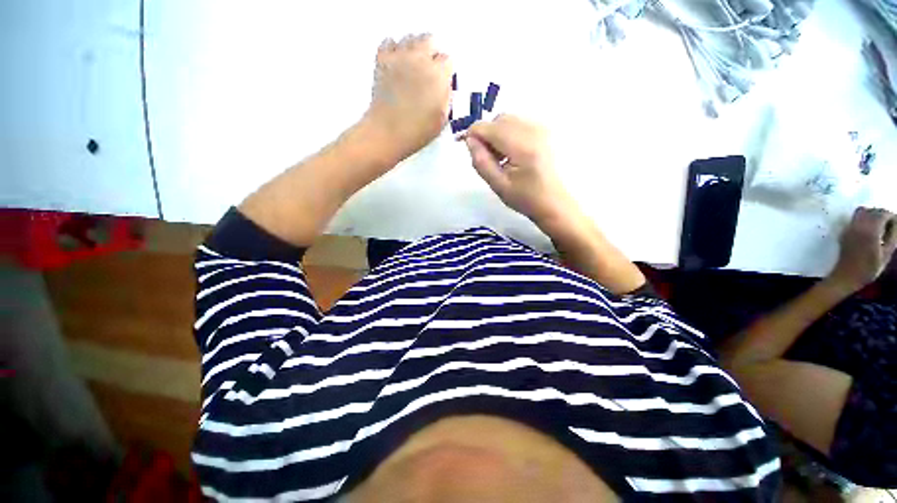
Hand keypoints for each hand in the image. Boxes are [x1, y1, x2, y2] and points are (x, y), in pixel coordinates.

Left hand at [365, 34, 451, 160]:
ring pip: (410, 38)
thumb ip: (446, 96)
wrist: (388, 132)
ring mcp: (399, 56)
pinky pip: (389, 41)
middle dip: (431, 53)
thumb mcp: (442, 119)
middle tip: (428, 70)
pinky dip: (394, 49)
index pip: (447, 60)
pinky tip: (396, 63)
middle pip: (429, 39)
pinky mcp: (382, 59)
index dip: (445, 71)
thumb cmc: (418, 131)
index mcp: (438, 75)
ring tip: (412, 66)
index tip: (442, 81)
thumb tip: (445, 85)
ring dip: (414, 49)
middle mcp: (420, 59)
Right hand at [465, 115, 577, 226]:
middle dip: (487, 134)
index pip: (487, 127)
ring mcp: (542, 128)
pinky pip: (520, 122)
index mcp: (522, 146)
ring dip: (498, 133)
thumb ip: (481, 161)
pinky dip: (510, 133)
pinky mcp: (546, 130)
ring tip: (502, 157)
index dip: (473, 135)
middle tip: (489, 158)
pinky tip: (513, 153)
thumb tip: (469, 140)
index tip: (469, 149)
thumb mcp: (498, 185)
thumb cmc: (525, 198)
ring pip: (509, 119)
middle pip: (498, 119)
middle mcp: (533, 130)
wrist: (554, 202)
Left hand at [828, 207, 896, 292]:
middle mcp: (857, 225)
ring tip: (880, 228)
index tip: (896, 225)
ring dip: (872, 215)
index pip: (882, 213)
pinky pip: (855, 219)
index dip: (891, 217)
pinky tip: (870, 231)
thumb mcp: (886, 254)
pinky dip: (864, 219)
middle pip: (872, 210)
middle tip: (890, 226)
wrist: (845, 276)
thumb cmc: (868, 269)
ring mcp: (849, 228)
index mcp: (870, 230)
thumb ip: (892, 237)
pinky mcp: (844, 232)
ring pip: (862, 212)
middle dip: (883, 215)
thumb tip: (896, 224)